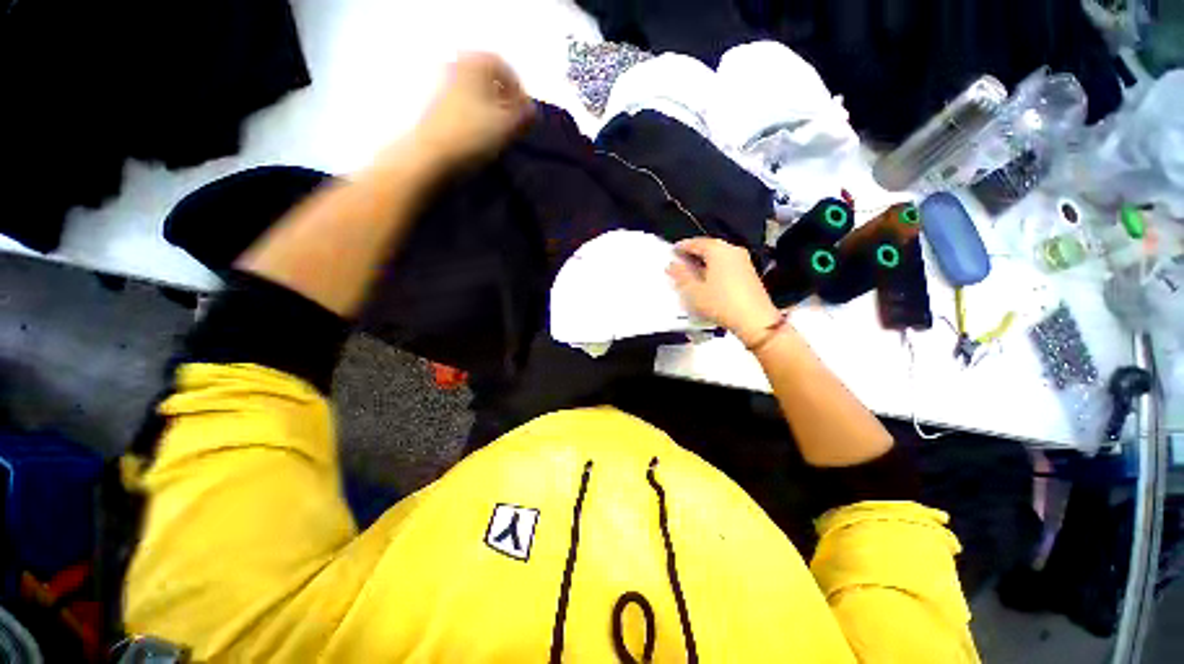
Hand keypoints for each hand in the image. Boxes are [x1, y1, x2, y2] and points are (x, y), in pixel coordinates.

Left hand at [412, 53, 534, 170]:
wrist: (431, 155)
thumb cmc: (473, 135)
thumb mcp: (509, 125)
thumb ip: (525, 115)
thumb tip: (532, 110)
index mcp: (475, 62)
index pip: (505, 68)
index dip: (519, 91)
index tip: (526, 116)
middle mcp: (456, 65)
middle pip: (489, 80)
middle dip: (505, 101)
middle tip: (515, 125)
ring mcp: (442, 85)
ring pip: (476, 94)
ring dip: (491, 111)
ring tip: (499, 135)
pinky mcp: (435, 107)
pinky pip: (464, 106)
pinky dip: (476, 118)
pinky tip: (481, 138)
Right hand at [667, 237, 781, 346]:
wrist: (754, 319)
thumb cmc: (721, 302)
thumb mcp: (694, 291)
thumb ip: (681, 275)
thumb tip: (672, 265)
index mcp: (718, 249)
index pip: (696, 242)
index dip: (682, 247)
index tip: (673, 251)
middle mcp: (732, 250)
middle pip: (709, 247)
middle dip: (694, 253)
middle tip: (680, 261)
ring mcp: (743, 261)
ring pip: (718, 256)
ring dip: (704, 261)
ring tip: (692, 271)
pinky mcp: (748, 272)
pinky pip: (727, 264)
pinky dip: (715, 267)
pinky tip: (708, 279)